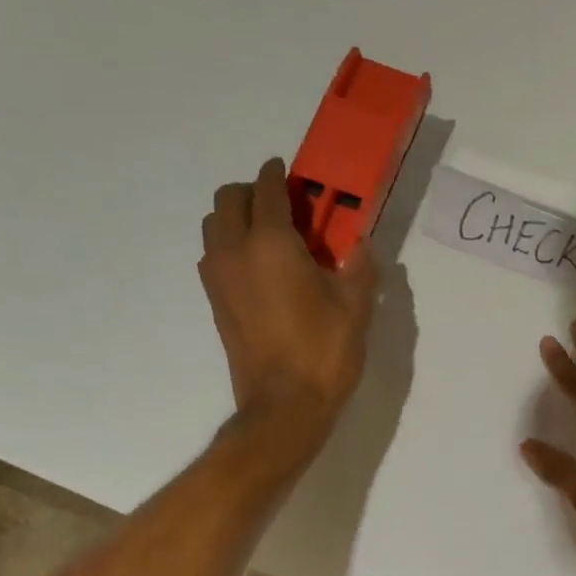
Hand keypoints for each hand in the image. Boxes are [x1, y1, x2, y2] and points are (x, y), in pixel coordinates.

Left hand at [199, 158, 376, 433]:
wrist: (284, 405)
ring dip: (237, 218)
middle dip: (253, 192)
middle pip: (229, 200)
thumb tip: (361, 245)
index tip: (288, 171)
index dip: (278, 175)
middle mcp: (235, 251)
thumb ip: (360, 266)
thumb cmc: (324, 352)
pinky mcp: (214, 302)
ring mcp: (218, 278)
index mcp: (272, 244)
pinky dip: (230, 245)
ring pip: (214, 226)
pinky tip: (260, 268)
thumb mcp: (356, 306)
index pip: (268, 190)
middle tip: (284, 206)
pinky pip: (214, 255)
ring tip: (270, 236)